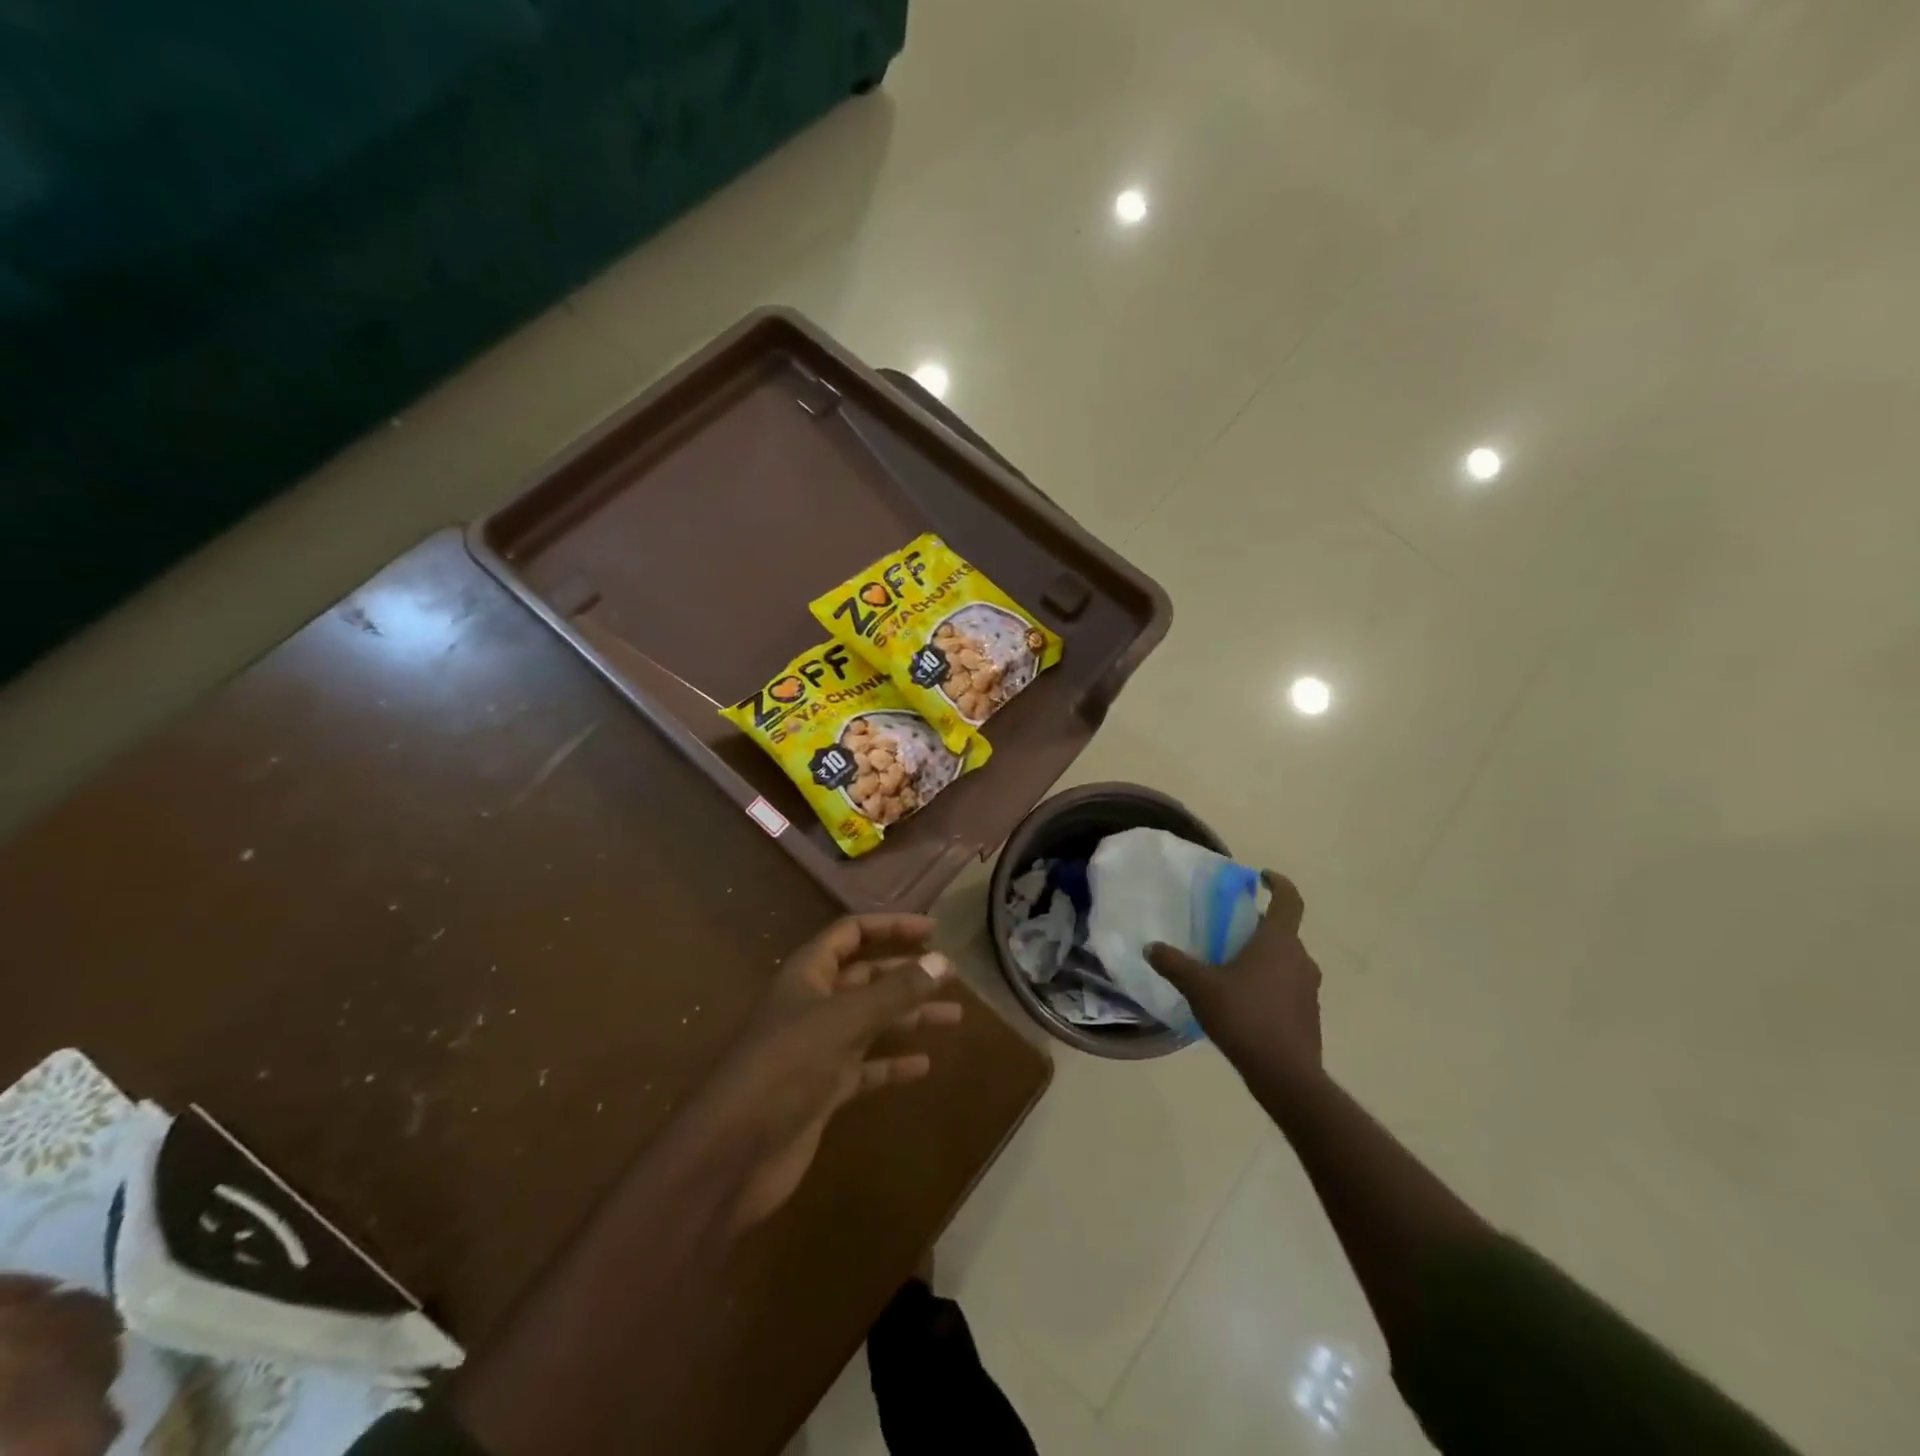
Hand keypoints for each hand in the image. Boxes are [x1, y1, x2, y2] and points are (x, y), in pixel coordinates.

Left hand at [683, 913, 962, 1229]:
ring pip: (871, 1022)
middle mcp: (812, 1004)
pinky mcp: (823, 1090)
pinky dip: (893, 1064)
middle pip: (866, 977)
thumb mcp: (845, 1020)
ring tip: (954, 1017)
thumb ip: (895, 991)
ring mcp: (817, 1049)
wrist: (733, 1152)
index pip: (851, 933)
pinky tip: (923, 1066)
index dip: (891, 927)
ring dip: (909, 1017)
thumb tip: (942, 960)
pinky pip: (866, 1067)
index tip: (933, 931)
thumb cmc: (787, 1067)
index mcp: (808, 974)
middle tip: (952, 975)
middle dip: (907, 974)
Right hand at [1146, 872, 1321, 1081]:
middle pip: (1283, 932)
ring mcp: (1308, 989)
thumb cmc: (1244, 1017)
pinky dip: (1270, 985)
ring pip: (1286, 961)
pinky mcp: (1308, 1015)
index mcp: (1278, 942)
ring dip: (1264, 958)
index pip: (1289, 900)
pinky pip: (1288, 988)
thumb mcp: (1200, 987)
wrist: (1285, 1075)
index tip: (1263, 878)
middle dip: (1258, 928)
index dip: (1279, 884)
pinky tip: (1244, 1003)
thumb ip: (1174, 964)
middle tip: (1229, 931)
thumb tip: (1151, 947)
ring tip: (1233, 969)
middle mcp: (1300, 959)